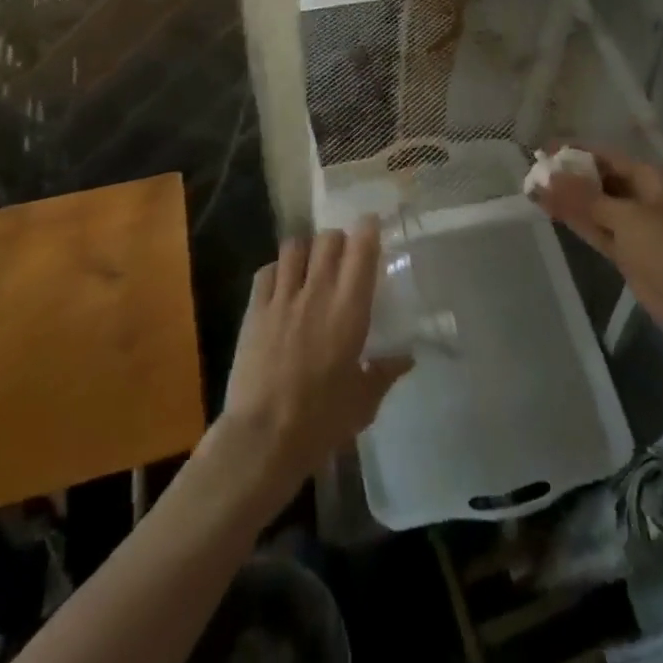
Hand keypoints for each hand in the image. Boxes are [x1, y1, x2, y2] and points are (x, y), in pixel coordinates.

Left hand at [214, 221, 412, 508]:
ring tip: (310, 265)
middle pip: (328, 238)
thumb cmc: (321, 421)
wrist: (263, 437)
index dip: (368, 229)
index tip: (372, 225)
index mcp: (349, 309)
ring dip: (306, 250)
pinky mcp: (255, 309)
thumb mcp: (364, 401)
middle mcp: (317, 291)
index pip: (361, 249)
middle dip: (338, 240)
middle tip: (343, 255)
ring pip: (294, 246)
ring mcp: (282, 297)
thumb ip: (385, 372)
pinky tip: (281, 285)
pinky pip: (266, 271)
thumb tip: (407, 356)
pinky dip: (277, 270)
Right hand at [531, 146, 662, 345]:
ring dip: (568, 200)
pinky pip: (597, 228)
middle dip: (569, 177)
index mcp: (650, 178)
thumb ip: (584, 197)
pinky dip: (576, 220)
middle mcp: (643, 196)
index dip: (575, 152)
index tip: (544, 150)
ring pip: (596, 206)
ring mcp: (635, 226)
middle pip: (600, 180)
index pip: (606, 157)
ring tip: (533, 190)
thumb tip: (547, 177)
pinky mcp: (627, 251)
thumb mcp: (623, 216)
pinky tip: (550, 211)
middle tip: (534, 171)